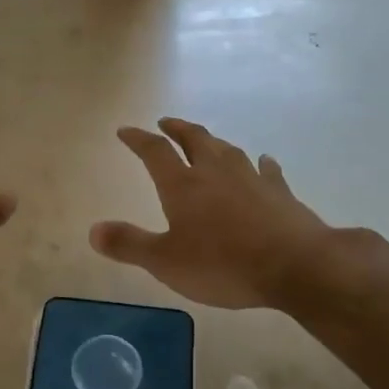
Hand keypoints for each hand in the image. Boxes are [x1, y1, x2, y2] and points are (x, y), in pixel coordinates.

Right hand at [91, 118, 381, 310]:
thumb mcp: (165, 261)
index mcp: (183, 185)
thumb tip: (93, 230)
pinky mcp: (280, 192)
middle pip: (193, 139)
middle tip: (166, 123)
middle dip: (177, 129)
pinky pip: (267, 170)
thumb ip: (129, 244)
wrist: (296, 265)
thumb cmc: (223, 264)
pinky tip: (264, 161)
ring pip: (227, 150)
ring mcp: (251, 178)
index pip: (154, 152)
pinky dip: (260, 163)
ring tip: (206, 140)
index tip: (125, 131)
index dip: (138, 139)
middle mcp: (215, 172)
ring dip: (212, 141)